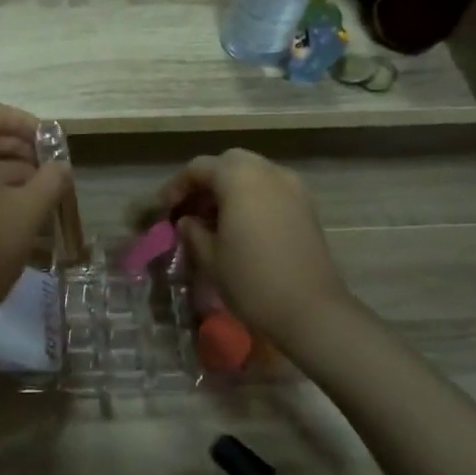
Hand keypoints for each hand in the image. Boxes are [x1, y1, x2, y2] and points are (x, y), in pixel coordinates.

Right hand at [158, 149, 350, 350]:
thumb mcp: (209, 256)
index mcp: (239, 178)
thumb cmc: (251, 280)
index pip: (199, 168)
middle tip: (189, 208)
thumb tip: (188, 221)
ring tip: (213, 218)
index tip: (164, 209)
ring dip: (230, 188)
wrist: (311, 311)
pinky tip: (240, 225)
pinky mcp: (306, 207)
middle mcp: (268, 172)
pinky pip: (271, 189)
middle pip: (229, 163)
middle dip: (206, 181)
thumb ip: (193, 231)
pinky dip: (251, 197)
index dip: (177, 186)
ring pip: (253, 174)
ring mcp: (293, 188)